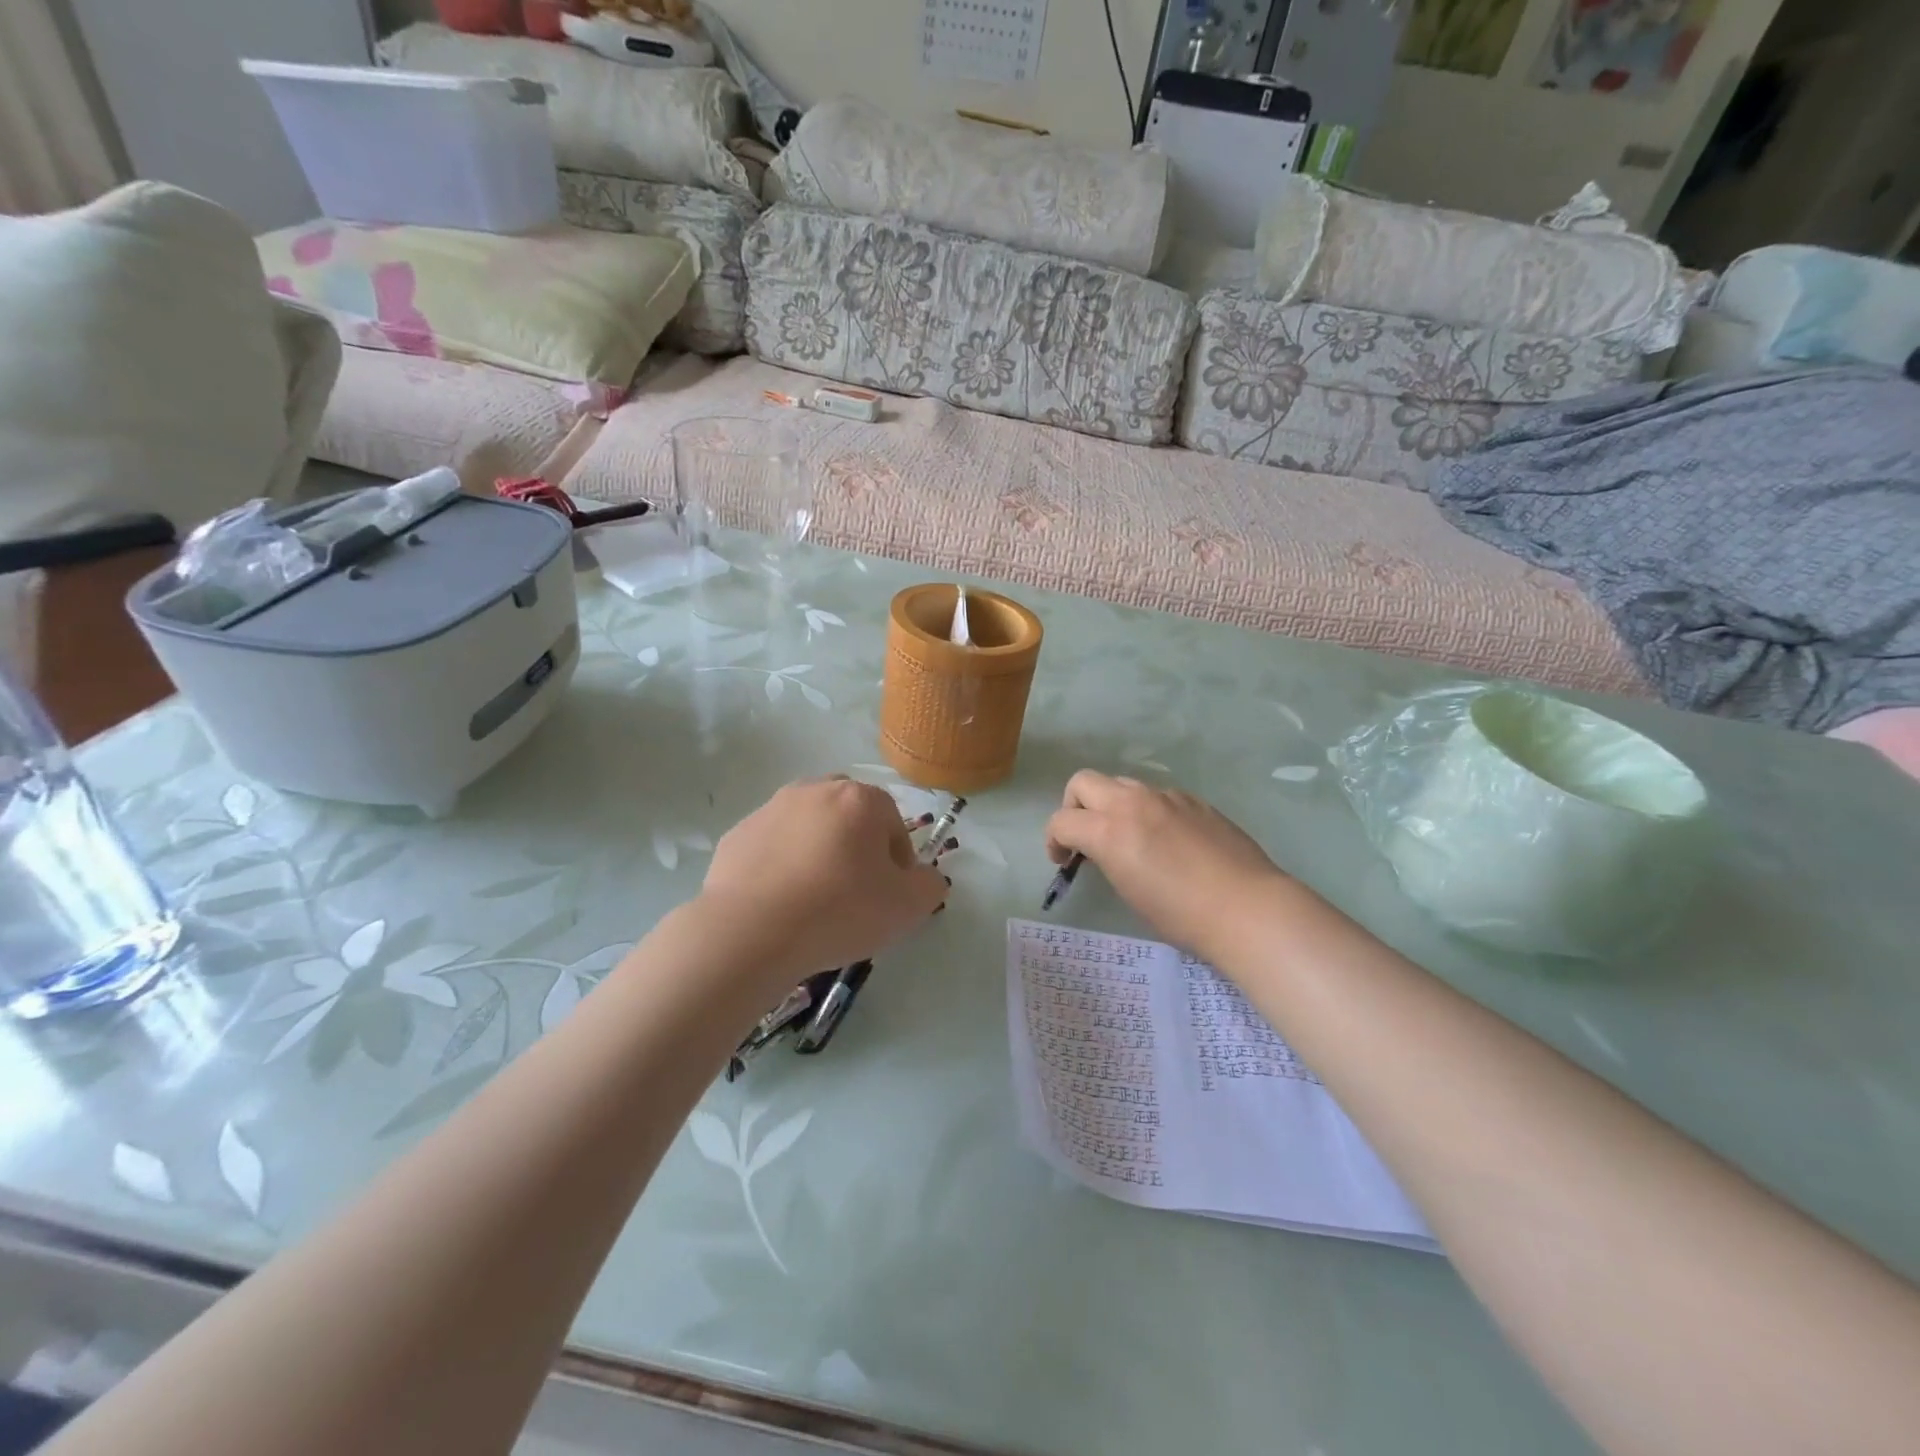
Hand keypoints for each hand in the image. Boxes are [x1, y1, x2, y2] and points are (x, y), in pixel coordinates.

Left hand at [699, 777, 946, 981]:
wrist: (750, 931)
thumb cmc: (839, 911)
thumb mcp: (907, 907)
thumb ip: (929, 885)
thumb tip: (926, 877)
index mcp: (860, 799)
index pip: (893, 823)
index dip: (898, 862)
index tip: (889, 896)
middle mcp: (815, 790)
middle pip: (850, 816)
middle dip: (857, 846)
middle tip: (854, 892)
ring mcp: (771, 809)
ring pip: (809, 827)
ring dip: (818, 852)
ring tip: (813, 899)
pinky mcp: (738, 834)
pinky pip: (773, 846)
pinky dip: (781, 865)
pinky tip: (780, 902)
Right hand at [1045, 771, 1289, 960]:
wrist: (1248, 908)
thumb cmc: (1182, 915)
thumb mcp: (1129, 890)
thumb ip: (1108, 857)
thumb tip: (1106, 849)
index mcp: (1109, 829)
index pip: (1062, 820)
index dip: (1053, 840)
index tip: (1063, 860)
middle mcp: (1133, 802)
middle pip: (1083, 782)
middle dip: (1074, 806)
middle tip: (1085, 836)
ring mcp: (1167, 796)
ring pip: (1122, 784)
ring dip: (1112, 805)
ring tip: (1129, 838)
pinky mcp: (1195, 801)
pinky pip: (1158, 796)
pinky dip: (1148, 811)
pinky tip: (1168, 841)